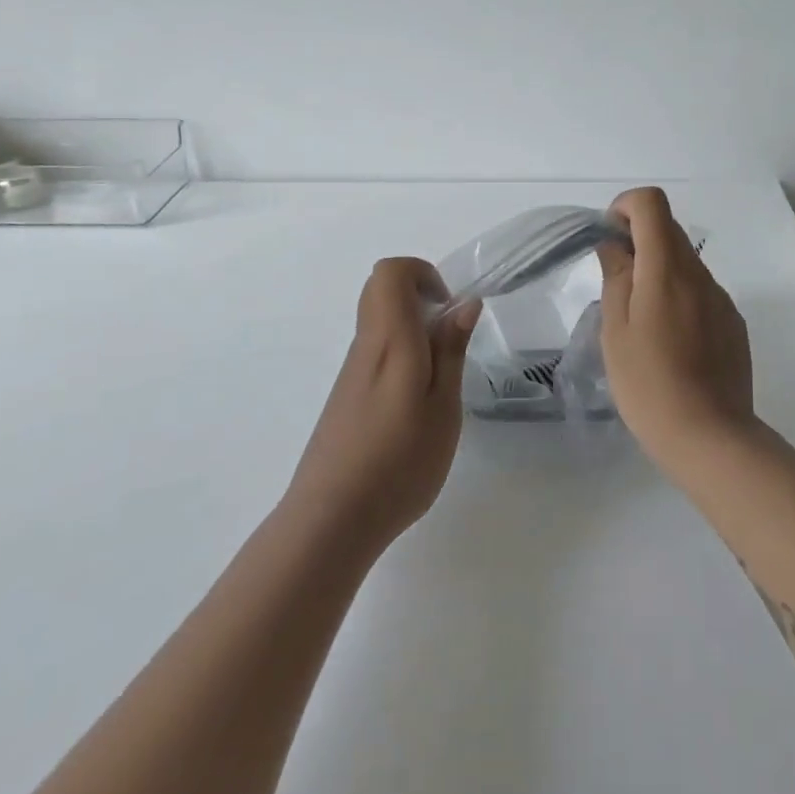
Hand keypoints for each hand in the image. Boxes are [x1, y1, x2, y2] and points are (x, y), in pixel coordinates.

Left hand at [283, 258, 481, 556]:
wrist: (331, 521)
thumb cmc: (398, 462)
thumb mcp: (442, 407)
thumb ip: (451, 350)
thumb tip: (464, 303)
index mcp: (390, 340)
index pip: (390, 272)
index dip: (422, 273)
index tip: (448, 308)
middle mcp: (365, 346)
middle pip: (380, 290)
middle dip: (420, 297)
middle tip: (448, 337)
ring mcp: (351, 372)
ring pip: (379, 323)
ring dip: (413, 331)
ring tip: (439, 383)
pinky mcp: (345, 396)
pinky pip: (375, 352)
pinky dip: (401, 357)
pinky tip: (415, 408)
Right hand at [597, 187, 755, 471]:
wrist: (710, 437)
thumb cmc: (649, 384)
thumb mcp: (616, 330)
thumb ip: (616, 277)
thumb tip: (615, 245)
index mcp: (667, 268)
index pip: (651, 203)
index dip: (625, 207)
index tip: (609, 239)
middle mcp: (699, 274)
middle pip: (669, 229)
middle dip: (638, 240)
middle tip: (615, 282)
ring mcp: (721, 298)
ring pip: (685, 262)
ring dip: (658, 271)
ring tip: (640, 320)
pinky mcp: (733, 323)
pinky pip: (701, 291)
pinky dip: (679, 296)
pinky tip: (669, 341)